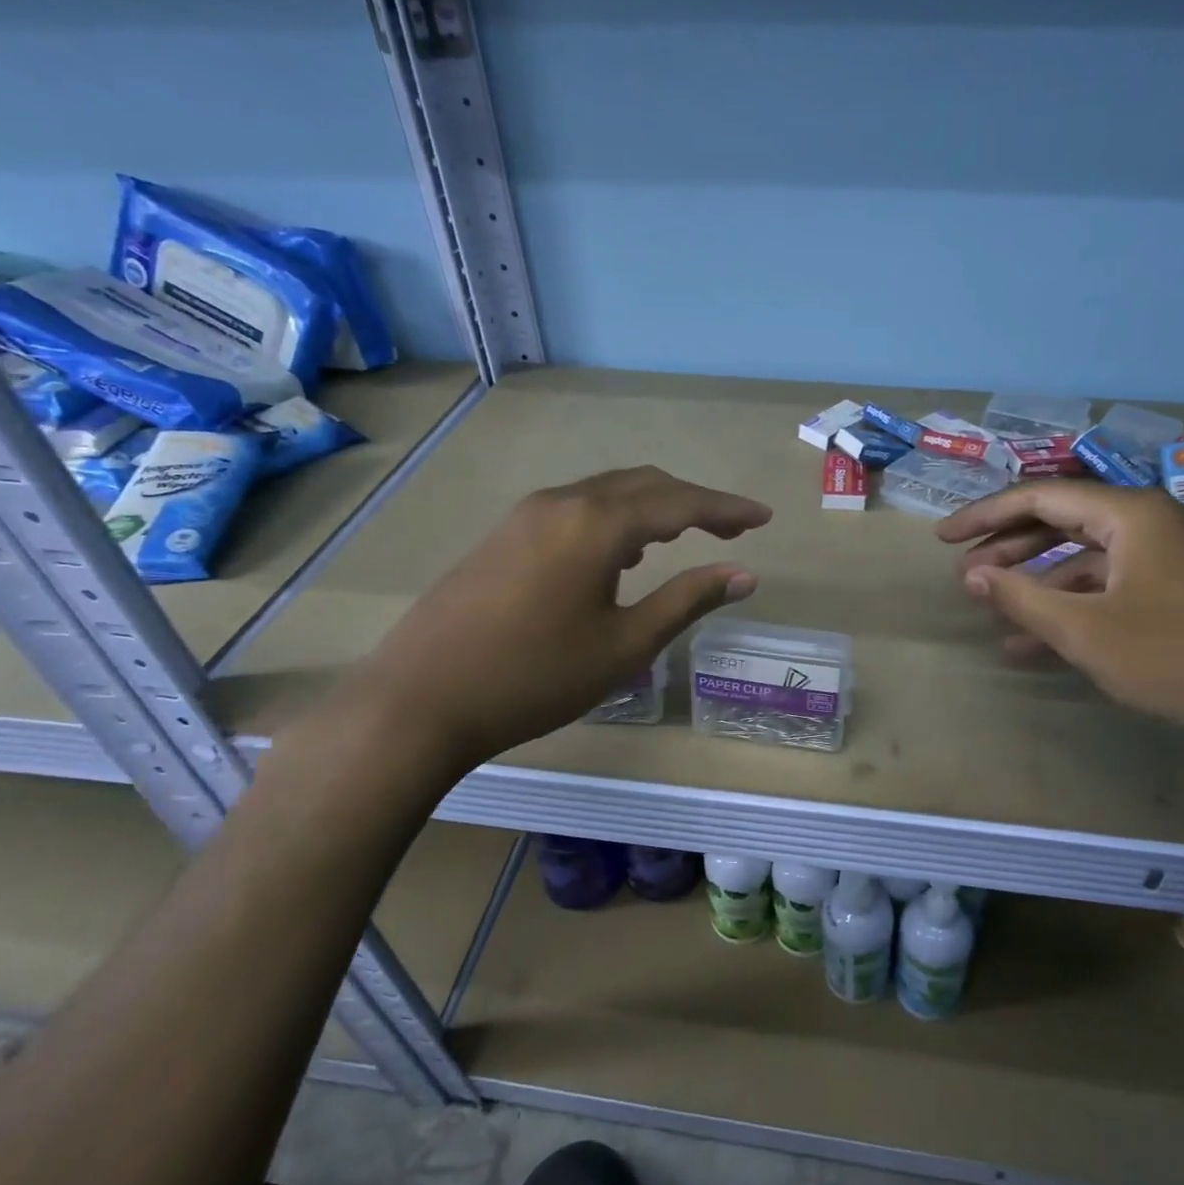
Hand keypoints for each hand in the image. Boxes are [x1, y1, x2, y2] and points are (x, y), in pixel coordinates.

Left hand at [352, 467, 770, 771]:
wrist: (420, 699)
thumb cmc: (535, 677)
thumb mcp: (624, 645)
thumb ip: (687, 601)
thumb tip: (744, 575)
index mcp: (597, 524)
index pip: (680, 503)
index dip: (727, 509)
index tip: (763, 517)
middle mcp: (562, 502)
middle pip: (643, 485)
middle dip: (693, 502)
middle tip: (731, 529)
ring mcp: (526, 515)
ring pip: (606, 493)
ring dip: (652, 507)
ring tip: (682, 538)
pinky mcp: (503, 534)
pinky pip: (576, 508)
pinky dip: (614, 518)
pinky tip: (620, 554)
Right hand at [935, 481, 1183, 766]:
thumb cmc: (1182, 661)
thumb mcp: (1086, 632)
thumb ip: (1021, 597)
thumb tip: (971, 574)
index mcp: (1133, 514)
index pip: (1041, 498)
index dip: (985, 516)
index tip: (942, 538)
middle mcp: (1157, 521)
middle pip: (1066, 523)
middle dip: (1011, 549)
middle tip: (964, 573)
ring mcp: (1179, 555)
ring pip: (1092, 560)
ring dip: (1043, 587)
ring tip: (996, 618)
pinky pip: (1120, 586)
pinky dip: (1081, 607)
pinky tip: (1046, 644)